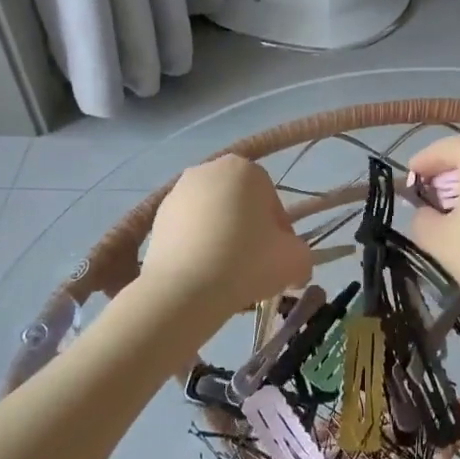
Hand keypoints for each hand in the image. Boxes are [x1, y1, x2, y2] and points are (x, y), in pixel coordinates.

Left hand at [139, 155, 311, 320]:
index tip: (277, 258)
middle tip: (254, 266)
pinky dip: (197, 246)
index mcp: (245, 168)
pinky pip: (188, 230)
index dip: (279, 232)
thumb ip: (303, 257)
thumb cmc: (247, 262)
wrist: (185, 289)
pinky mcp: (156, 218)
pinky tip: (202, 273)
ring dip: (222, 238)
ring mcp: (177, 192)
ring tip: (226, 273)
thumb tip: (294, 268)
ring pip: (213, 216)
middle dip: (249, 231)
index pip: (271, 200)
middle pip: (240, 204)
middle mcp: (208, 170)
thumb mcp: (295, 260)